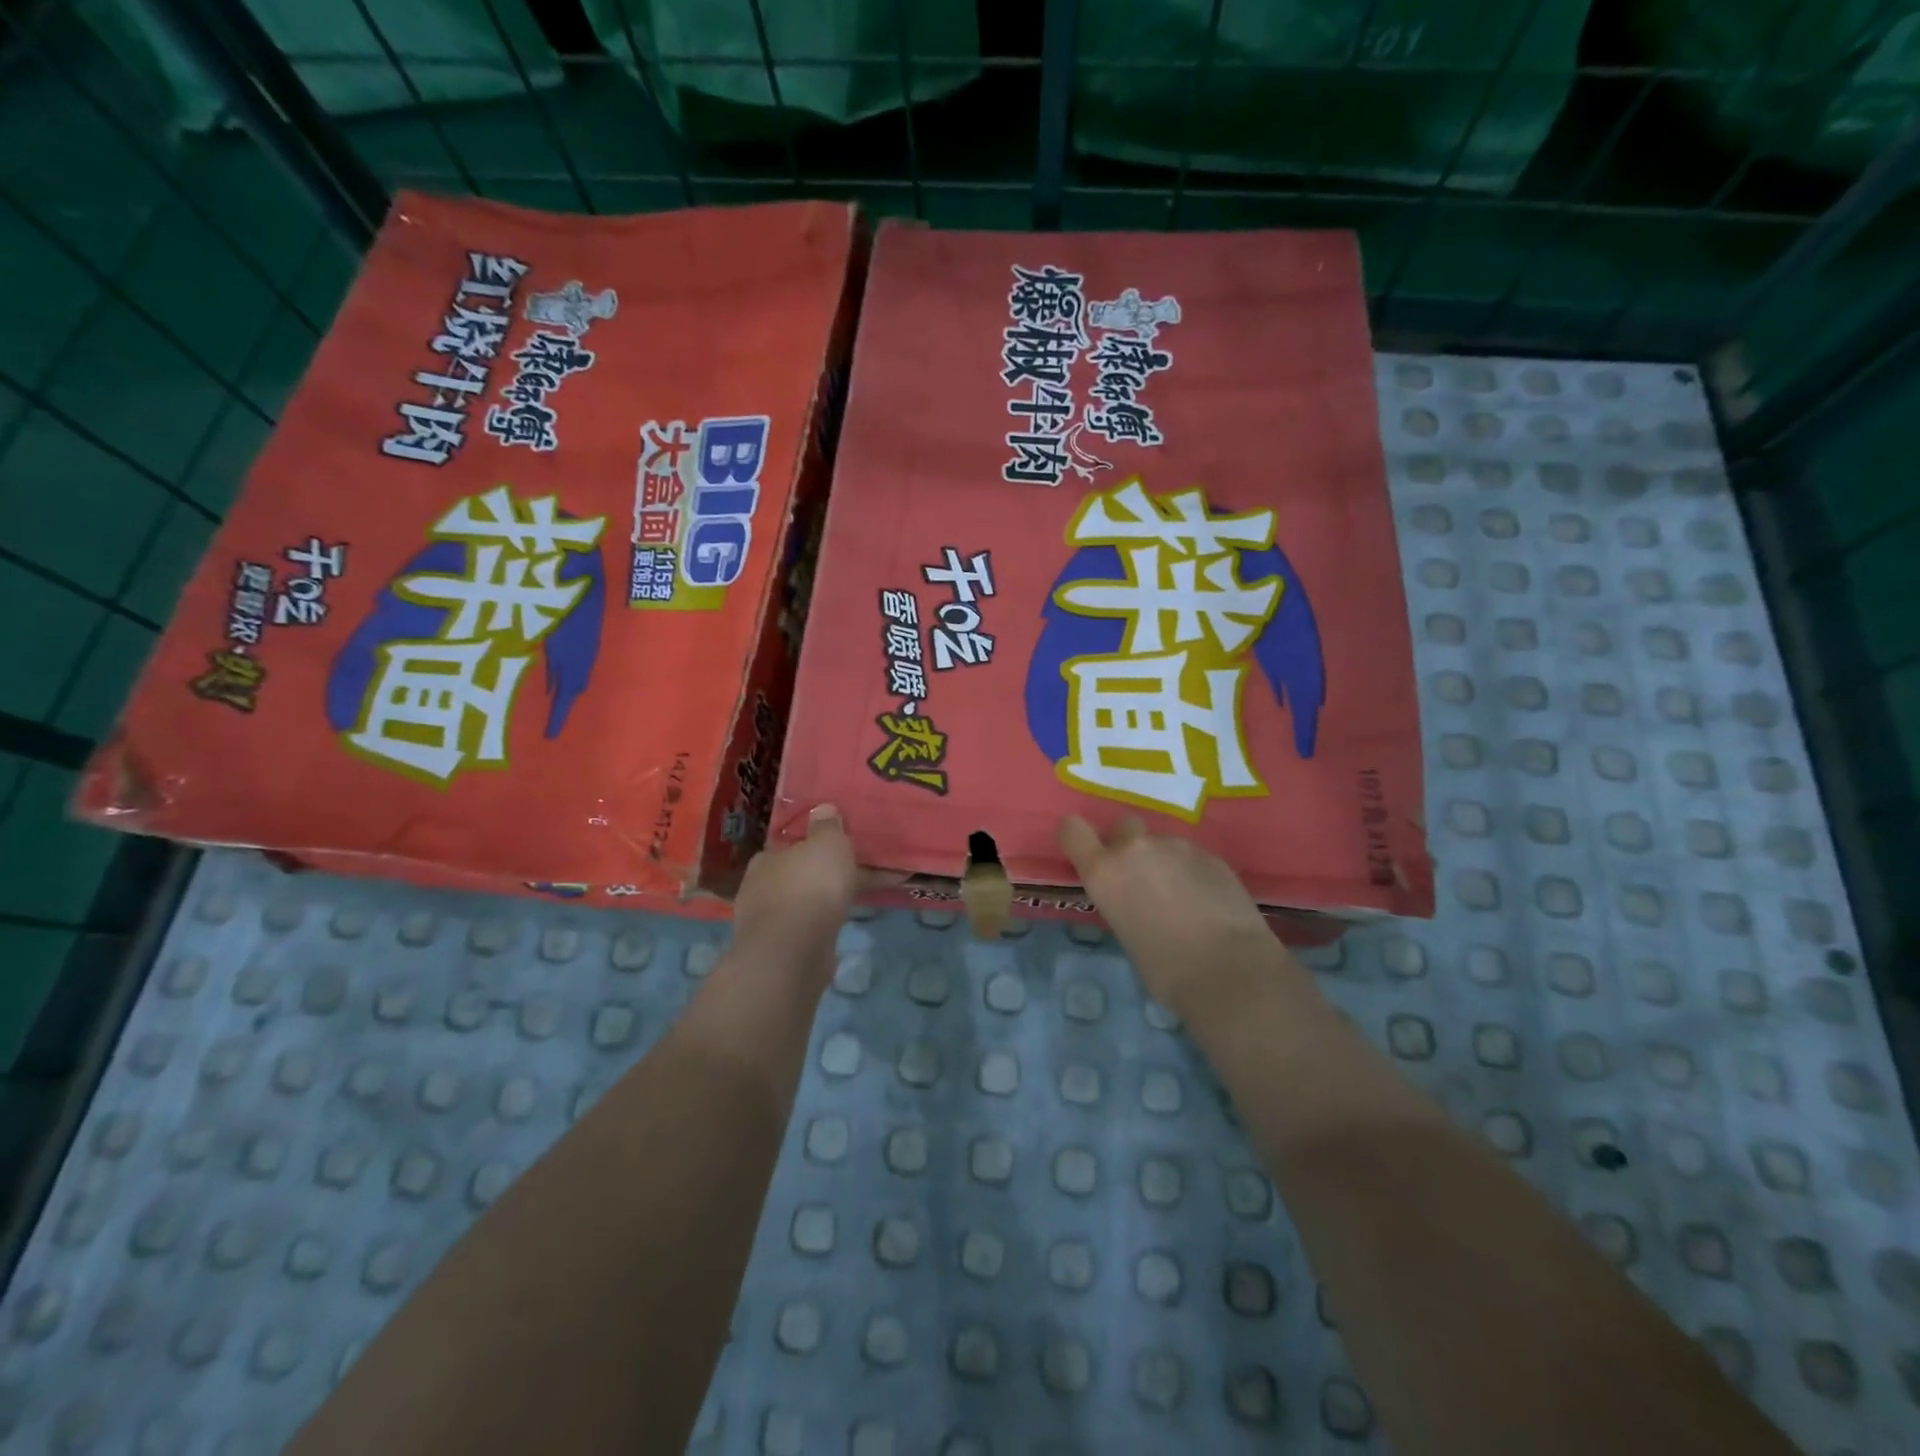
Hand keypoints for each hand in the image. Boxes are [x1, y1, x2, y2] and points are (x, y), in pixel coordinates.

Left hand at [734, 804, 860, 953]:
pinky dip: (824, 923)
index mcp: (766, 857)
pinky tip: (842, 923)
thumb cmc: (810, 886)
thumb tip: (822, 808)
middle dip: (820, 874)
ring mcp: (767, 921)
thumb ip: (827, 826)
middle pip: (796, 874)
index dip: (812, 845)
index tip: (836, 848)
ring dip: (824, 900)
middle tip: (850, 873)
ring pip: (803, 902)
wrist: (794, 951)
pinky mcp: (780, 950)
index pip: (788, 845)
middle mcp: (759, 887)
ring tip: (854, 899)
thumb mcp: (828, 843)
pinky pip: (808, 927)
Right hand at [1060, 814, 1284, 1022]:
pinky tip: (1208, 903)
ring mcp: (1178, 846)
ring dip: (1164, 862)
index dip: (1078, 839)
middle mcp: (1136, 848)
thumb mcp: (1125, 935)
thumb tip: (1135, 901)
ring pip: (1162, 844)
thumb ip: (1122, 902)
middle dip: (1128, 845)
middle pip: (1123, 826)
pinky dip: (1193, 873)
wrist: (1230, 971)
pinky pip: (1192, 857)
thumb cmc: (1166, 970)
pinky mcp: (1212, 855)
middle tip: (1141, 879)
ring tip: (1182, 899)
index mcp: (1104, 871)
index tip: (1087, 856)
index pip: (1072, 830)